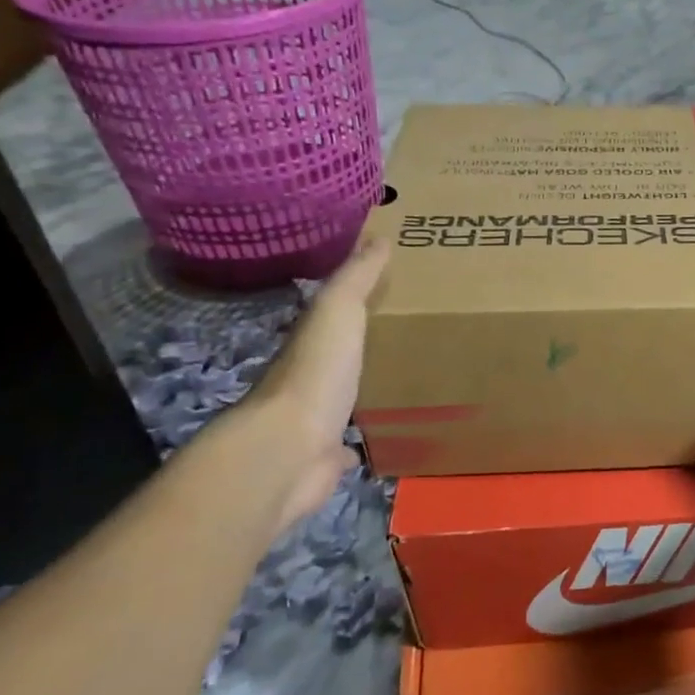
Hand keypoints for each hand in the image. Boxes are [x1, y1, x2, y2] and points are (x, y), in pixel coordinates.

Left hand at [239, 236, 389, 530]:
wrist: (290, 449)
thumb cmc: (316, 372)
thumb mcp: (337, 311)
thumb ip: (356, 278)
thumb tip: (378, 236)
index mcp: (310, 342)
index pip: (331, 315)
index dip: (355, 302)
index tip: (388, 290)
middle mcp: (308, 379)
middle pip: (338, 358)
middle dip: (361, 349)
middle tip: (404, 338)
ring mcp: (315, 421)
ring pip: (342, 401)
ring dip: (361, 393)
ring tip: (399, 384)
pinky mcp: (326, 458)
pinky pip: (347, 446)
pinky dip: (358, 441)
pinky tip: (380, 437)